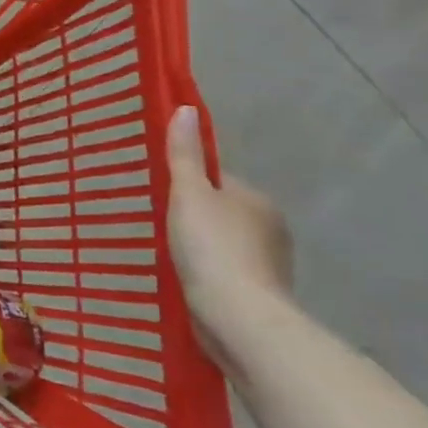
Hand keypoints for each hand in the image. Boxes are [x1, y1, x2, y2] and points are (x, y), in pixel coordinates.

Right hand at [165, 105, 293, 370]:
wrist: (239, 319)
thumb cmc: (212, 247)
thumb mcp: (189, 193)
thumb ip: (184, 154)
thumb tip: (186, 108)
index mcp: (256, 199)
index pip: (219, 180)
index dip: (191, 183)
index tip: (163, 193)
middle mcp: (270, 229)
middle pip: (223, 212)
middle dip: (196, 217)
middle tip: (157, 222)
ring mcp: (268, 265)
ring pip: (225, 244)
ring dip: (202, 248)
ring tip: (166, 253)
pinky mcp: (258, 296)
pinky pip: (226, 273)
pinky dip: (208, 273)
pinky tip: (184, 279)